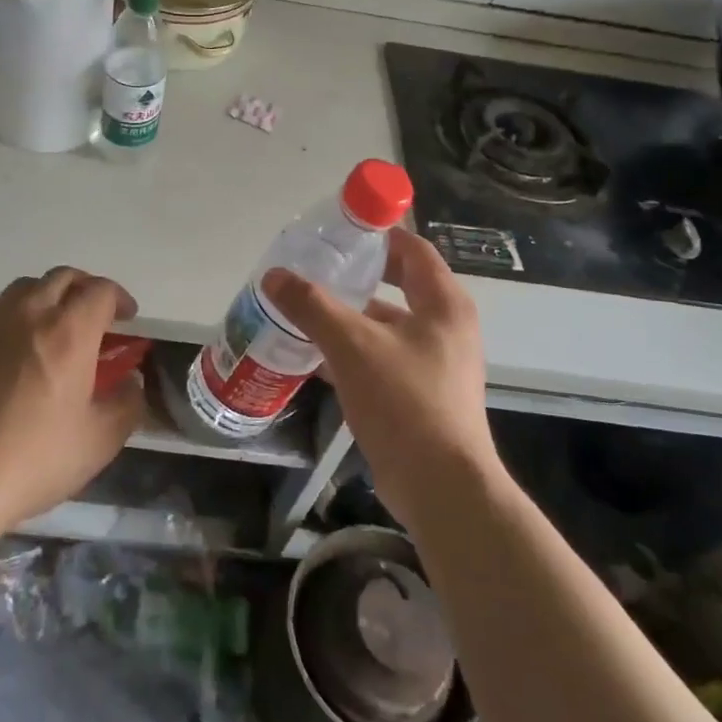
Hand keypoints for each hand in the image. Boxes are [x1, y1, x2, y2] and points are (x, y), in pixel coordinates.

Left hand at [0, 267, 144, 533]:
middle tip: (93, 316)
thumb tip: (131, 381)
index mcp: (70, 332)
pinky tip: (9, 351)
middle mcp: (30, 313)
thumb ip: (127, 404)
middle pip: (63, 277)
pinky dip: (11, 319)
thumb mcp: (100, 442)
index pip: (101, 291)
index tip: (127, 319)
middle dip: (85, 289)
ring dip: (47, 297)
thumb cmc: (34, 460)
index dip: (119, 298)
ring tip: (51, 327)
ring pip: (25, 288)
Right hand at [263, 228, 497, 522]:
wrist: (441, 488)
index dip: (378, 235)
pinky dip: (353, 353)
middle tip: (315, 270)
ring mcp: (437, 364)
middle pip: (399, 285)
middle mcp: (446, 327)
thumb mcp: (351, 345)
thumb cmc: (404, 401)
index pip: (412, 249)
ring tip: (305, 311)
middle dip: (357, 278)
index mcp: (443, 303)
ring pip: (387, 326)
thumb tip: (274, 276)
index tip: (338, 233)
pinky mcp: (423, 396)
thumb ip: (312, 306)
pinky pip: (384, 359)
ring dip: (350, 318)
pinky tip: (315, 358)